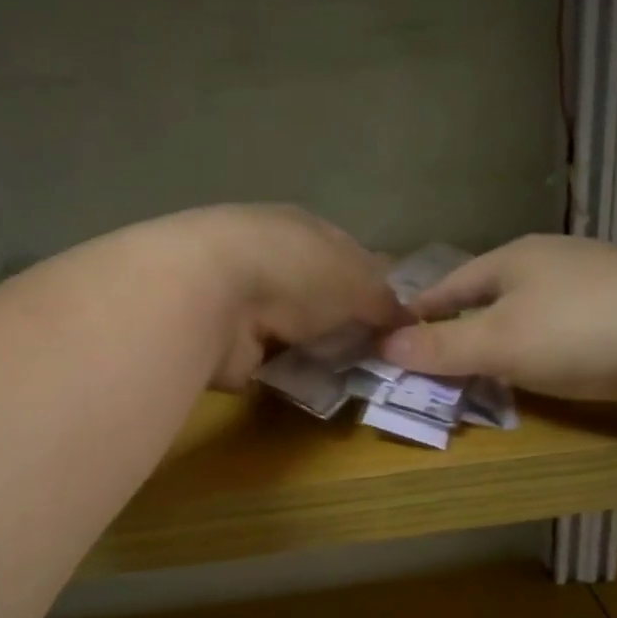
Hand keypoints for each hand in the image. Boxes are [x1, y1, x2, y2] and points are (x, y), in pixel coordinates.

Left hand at [154, 205, 405, 390]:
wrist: (208, 296)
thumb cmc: (294, 271)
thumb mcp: (359, 280)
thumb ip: (386, 300)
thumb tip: (408, 320)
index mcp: (302, 229)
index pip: (347, 254)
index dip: (373, 285)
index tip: (396, 319)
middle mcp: (271, 259)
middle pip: (320, 296)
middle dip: (346, 323)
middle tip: (380, 356)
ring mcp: (245, 302)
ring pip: (297, 331)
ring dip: (319, 351)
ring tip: (354, 377)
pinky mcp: (227, 344)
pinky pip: (273, 363)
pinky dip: (292, 375)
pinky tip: (316, 388)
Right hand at [377, 236, 616, 419]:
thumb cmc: (578, 332)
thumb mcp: (498, 342)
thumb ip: (441, 346)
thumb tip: (385, 345)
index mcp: (518, 256)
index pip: (453, 282)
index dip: (423, 308)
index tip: (397, 330)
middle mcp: (557, 260)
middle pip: (495, 292)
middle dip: (467, 322)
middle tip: (442, 354)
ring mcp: (600, 282)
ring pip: (536, 309)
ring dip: (511, 335)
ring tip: (493, 364)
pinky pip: (572, 328)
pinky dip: (550, 348)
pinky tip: (554, 368)